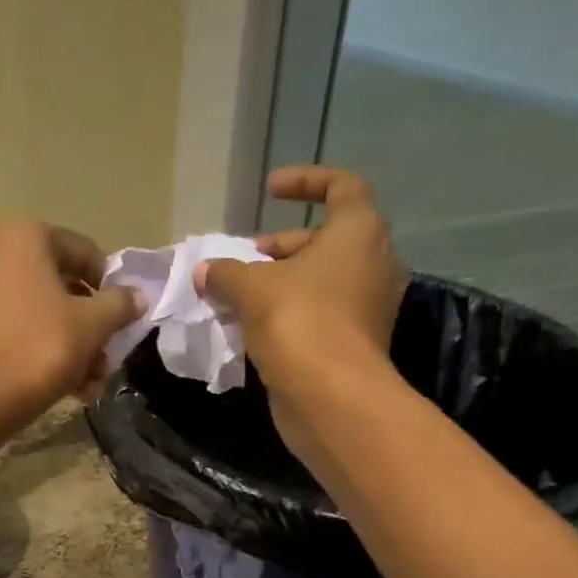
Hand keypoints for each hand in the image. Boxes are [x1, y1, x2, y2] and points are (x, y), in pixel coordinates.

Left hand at [0, 219, 143, 422]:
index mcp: (21, 234)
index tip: (122, 319)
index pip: (82, 251)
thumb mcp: (91, 325)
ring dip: (64, 343)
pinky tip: (56, 386)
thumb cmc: (38, 348)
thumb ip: (119, 305)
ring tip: (87, 385)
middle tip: (104, 359)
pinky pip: (3, 326)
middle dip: (86, 325)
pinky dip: (29, 347)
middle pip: (54, 284)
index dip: (109, 286)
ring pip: (29, 310)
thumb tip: (137, 297)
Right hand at [195, 167, 408, 457]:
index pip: (342, 186)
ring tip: (237, 293)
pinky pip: (318, 312)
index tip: (270, 190)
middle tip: (243, 258)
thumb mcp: (250, 287)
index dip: (306, 181)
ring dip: (279, 281)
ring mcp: (366, 305)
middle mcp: (373, 262)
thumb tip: (204, 270)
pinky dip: (287, 311)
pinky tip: (249, 325)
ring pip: (320, 279)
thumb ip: (225, 271)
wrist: (331, 396)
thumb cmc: (298, 320)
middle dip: (280, 245)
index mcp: (359, 232)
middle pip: (326, 238)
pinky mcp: (354, 341)